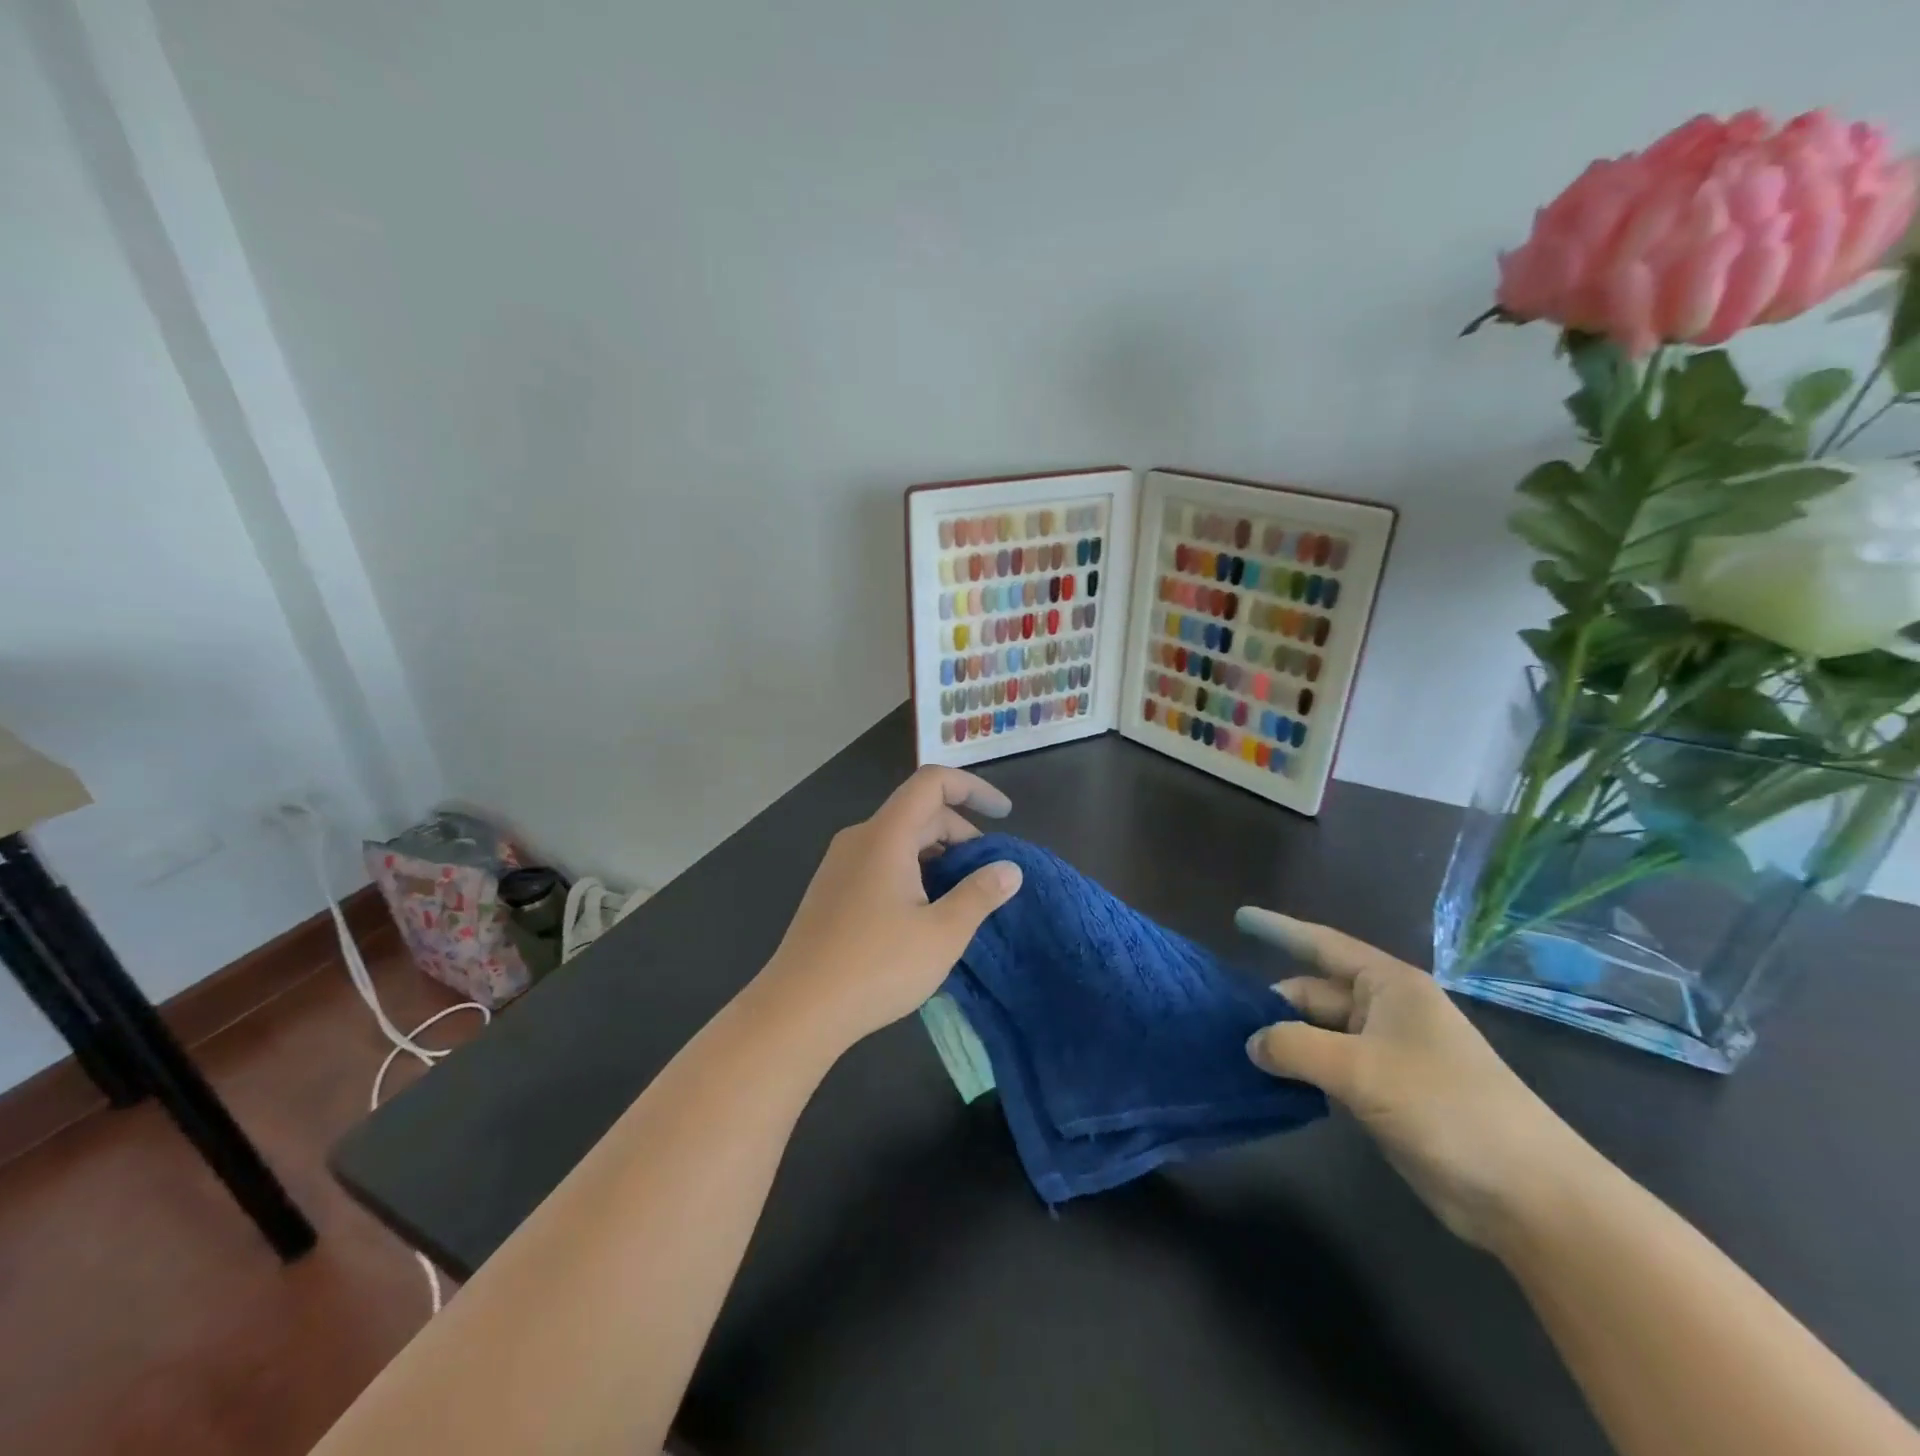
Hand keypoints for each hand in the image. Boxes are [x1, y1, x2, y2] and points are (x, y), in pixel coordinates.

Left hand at [754, 766, 1021, 1052]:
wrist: (796, 1011)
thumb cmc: (875, 967)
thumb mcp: (942, 934)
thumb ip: (980, 895)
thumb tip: (1009, 870)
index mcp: (886, 836)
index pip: (932, 782)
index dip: (973, 788)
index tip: (1004, 815)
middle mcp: (859, 839)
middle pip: (918, 812)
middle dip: (961, 833)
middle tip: (989, 875)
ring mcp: (840, 865)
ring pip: (899, 839)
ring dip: (938, 855)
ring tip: (962, 897)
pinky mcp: (832, 890)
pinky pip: (881, 861)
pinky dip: (913, 871)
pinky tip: (925, 913)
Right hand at [1237, 909, 1596, 1249]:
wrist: (1527, 1194)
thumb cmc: (1446, 1107)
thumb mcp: (1361, 1069)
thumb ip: (1295, 1047)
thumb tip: (1252, 1043)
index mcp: (1388, 986)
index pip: (1321, 944)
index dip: (1278, 929)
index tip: (1239, 917)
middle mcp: (1384, 1011)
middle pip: (1313, 993)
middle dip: (1271, 1002)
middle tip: (1218, 1016)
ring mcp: (1385, 1054)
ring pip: (1318, 1034)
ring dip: (1281, 1041)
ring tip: (1229, 1047)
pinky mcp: (1385, 1094)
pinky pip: (1328, 1069)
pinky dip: (1299, 1072)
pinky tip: (1266, 1082)